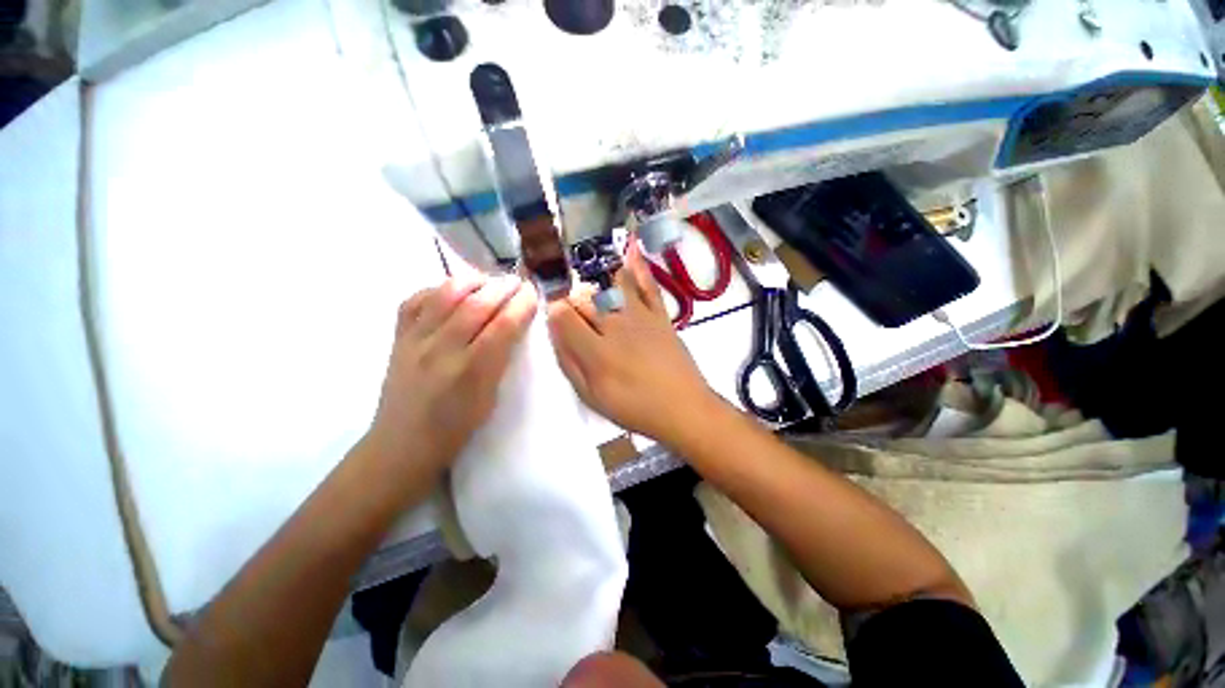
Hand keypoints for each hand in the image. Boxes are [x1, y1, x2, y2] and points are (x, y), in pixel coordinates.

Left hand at [365, 273, 537, 485]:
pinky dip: (438, 288)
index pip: (503, 326)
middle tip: (517, 282)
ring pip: (445, 295)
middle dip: (502, 287)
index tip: (532, 293)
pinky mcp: (397, 338)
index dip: (521, 305)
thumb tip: (512, 325)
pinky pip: (415, 300)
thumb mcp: (490, 398)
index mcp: (472, 372)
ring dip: (473, 281)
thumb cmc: (456, 428)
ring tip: (488, 281)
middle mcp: (442, 350)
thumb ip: (501, 359)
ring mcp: (415, 341)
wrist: (401, 444)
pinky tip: (452, 291)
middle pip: (476, 304)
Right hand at [546, 240, 718, 445]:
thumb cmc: (634, 407)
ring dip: (595, 279)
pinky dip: (638, 264)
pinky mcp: (660, 314)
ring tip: (587, 279)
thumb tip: (556, 333)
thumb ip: (570, 363)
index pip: (563, 315)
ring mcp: (640, 315)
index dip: (554, 312)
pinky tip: (630, 245)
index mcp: (595, 350)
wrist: (682, 408)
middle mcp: (615, 325)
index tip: (554, 317)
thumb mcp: (592, 396)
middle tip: (573, 311)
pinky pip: (647, 285)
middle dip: (572, 300)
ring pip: (610, 284)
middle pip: (584, 297)